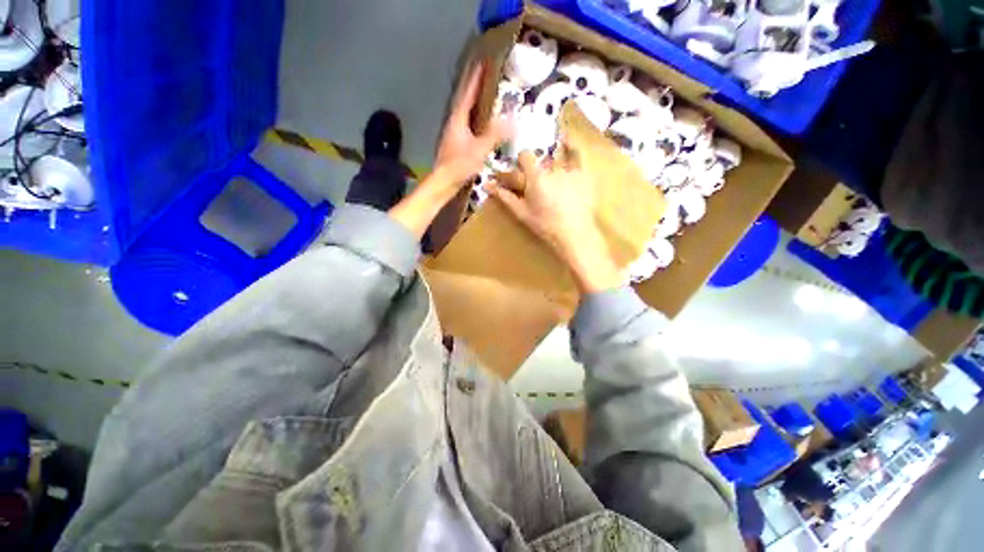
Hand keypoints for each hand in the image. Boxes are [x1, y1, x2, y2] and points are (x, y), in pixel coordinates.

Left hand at [434, 62, 512, 187]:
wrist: (444, 182)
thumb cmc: (459, 165)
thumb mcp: (479, 149)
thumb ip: (495, 135)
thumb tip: (512, 121)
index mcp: (458, 120)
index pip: (467, 94)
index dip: (475, 79)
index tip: (482, 63)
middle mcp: (454, 124)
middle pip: (465, 101)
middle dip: (474, 89)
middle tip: (485, 77)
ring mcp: (454, 135)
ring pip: (465, 114)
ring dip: (474, 104)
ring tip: (485, 98)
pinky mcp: (456, 145)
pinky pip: (467, 126)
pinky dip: (475, 119)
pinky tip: (481, 125)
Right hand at [488, 150, 621, 293]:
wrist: (574, 233)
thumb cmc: (545, 225)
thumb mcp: (521, 212)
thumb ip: (504, 196)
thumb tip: (486, 184)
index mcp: (535, 177)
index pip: (525, 156)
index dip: (520, 162)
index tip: (518, 172)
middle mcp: (552, 168)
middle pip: (538, 159)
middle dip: (532, 168)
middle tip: (531, 181)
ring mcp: (569, 169)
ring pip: (554, 158)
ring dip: (548, 164)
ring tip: (549, 177)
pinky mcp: (582, 173)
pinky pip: (577, 153)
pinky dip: (571, 146)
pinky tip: (566, 141)